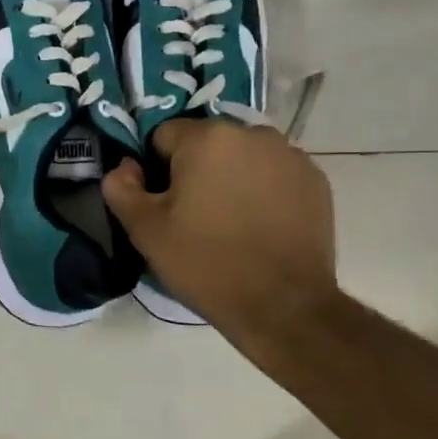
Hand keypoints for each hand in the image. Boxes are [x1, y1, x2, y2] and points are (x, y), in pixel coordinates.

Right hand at [102, 119, 337, 353]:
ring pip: (243, 157)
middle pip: (207, 143)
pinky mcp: (316, 180)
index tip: (164, 204)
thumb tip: (124, 167)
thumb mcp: (145, 230)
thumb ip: (121, 188)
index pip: (164, 136)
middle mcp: (253, 133)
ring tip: (230, 222)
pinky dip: (264, 190)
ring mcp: (290, 155)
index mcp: (208, 137)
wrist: (283, 306)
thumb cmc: (206, 262)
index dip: (156, 170)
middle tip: (195, 216)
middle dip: (196, 170)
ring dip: (231, 177)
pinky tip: (261, 226)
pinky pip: (274, 174)